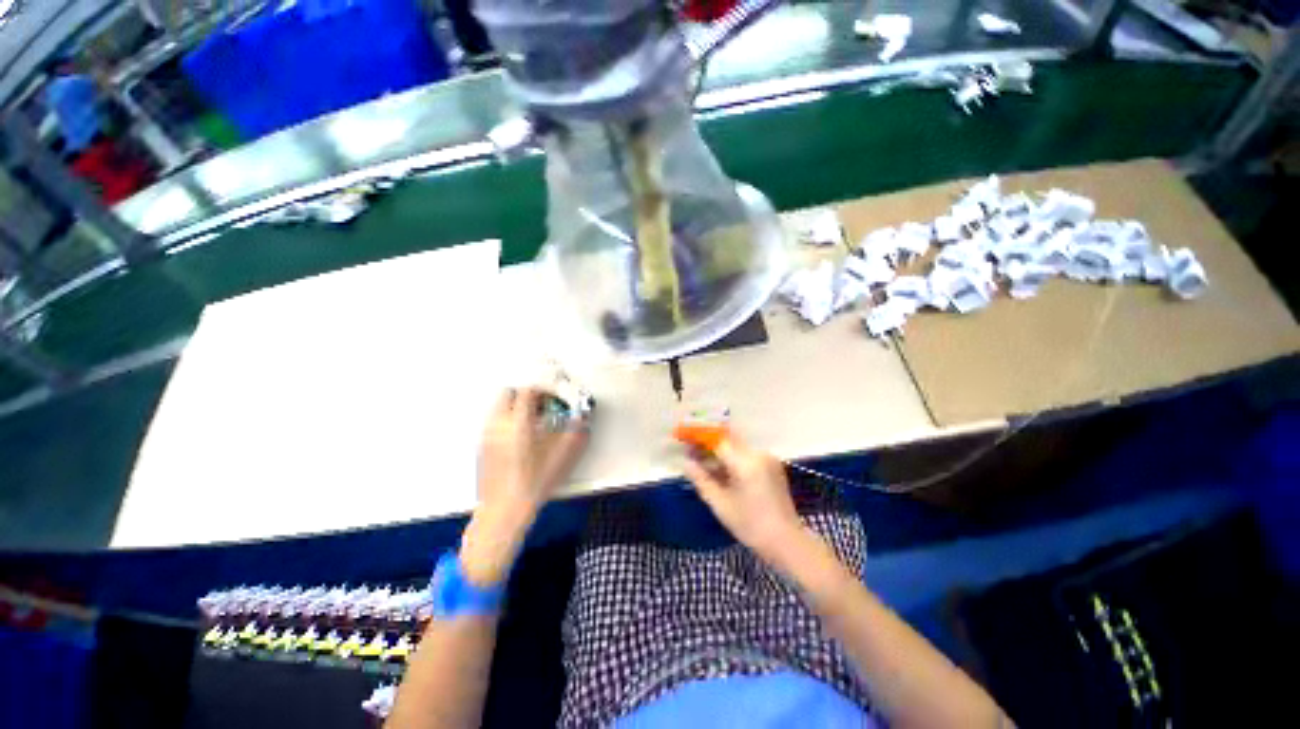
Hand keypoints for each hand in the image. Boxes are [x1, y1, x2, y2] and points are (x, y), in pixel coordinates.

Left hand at [477, 387, 589, 514]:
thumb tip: (582, 421)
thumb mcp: (562, 458)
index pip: (528, 391)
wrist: (504, 510)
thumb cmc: (532, 484)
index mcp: (518, 423)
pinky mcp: (482, 447)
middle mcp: (499, 425)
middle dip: (526, 394)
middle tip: (541, 404)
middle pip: (508, 393)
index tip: (553, 395)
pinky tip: (519, 438)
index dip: (543, 388)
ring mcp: (487, 435)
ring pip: (498, 407)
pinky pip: (494, 422)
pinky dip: (506, 421)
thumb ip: (575, 434)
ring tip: (531, 420)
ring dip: (515, 406)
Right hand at [682, 436, 805, 566]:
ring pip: (736, 446)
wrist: (787, 542)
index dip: (699, 437)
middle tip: (690, 450)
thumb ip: (701, 480)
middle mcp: (758, 454)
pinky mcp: (771, 465)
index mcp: (746, 463)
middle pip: (728, 439)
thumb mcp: (720, 504)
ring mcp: (767, 458)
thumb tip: (685, 463)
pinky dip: (731, 458)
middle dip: (707, 441)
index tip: (683, 437)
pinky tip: (719, 470)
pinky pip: (746, 454)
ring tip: (701, 461)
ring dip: (718, 450)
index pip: (717, 440)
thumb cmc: (751, 526)